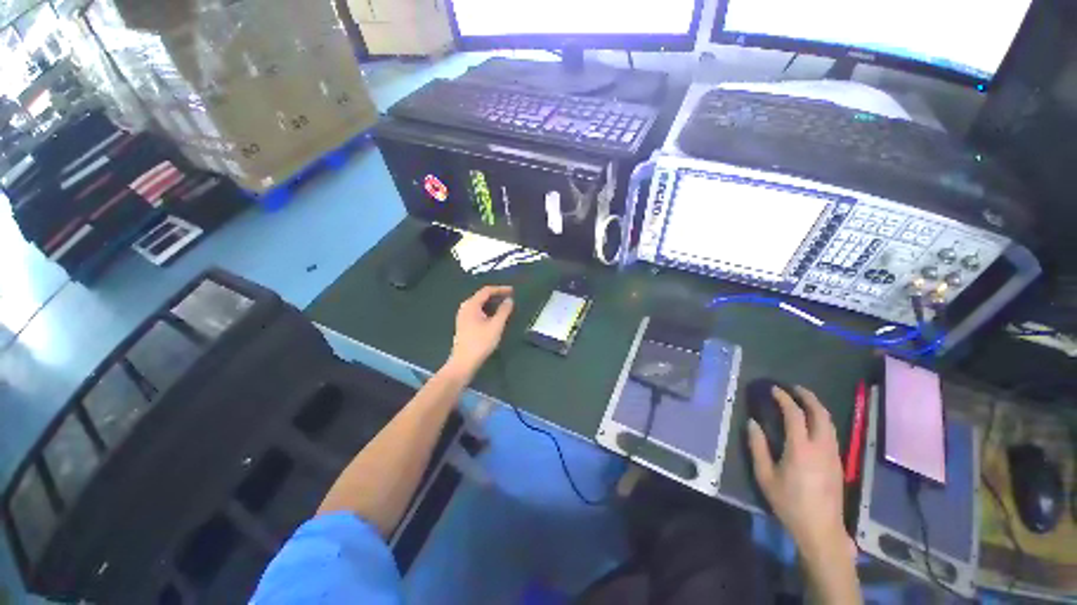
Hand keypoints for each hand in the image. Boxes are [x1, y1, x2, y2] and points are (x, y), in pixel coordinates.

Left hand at [445, 286, 513, 379]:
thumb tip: (509, 300)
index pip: (487, 290)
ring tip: (505, 306)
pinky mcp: (464, 324)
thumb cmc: (480, 342)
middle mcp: (465, 307)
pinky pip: (478, 311)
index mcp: (471, 305)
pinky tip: (495, 316)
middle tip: (510, 297)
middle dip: (497, 295)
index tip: (513, 290)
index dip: (500, 289)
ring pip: (480, 304)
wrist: (463, 362)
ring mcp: (463, 316)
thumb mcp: (496, 325)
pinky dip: (488, 310)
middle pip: (482, 296)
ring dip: (493, 303)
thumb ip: (504, 311)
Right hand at [747, 385, 854, 562]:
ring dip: (817, 407)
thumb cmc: (789, 503)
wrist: (821, 529)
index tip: (774, 389)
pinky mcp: (838, 462)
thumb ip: (757, 447)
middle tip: (794, 388)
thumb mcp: (765, 476)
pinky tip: (813, 423)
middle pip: (820, 414)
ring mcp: (833, 454)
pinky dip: (822, 420)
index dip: (784, 398)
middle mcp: (821, 447)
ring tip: (804, 400)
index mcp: (801, 448)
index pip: (795, 414)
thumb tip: (752, 423)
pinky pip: (832, 433)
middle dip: (808, 397)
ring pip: (830, 423)